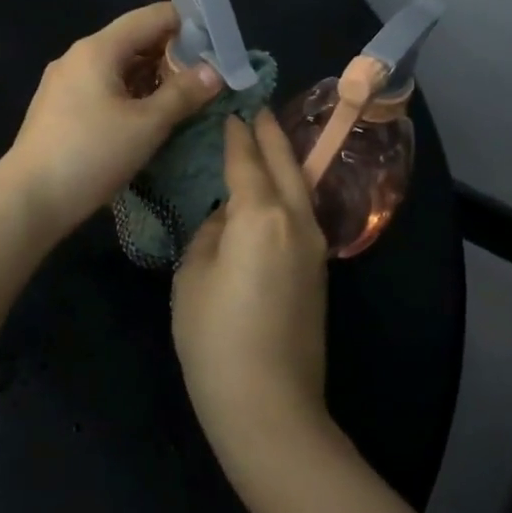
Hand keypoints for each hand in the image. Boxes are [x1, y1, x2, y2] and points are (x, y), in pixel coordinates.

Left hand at [1, 3, 223, 235]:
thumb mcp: (147, 125)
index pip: (151, 17)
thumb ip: (183, 94)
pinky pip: (102, 88)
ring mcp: (64, 83)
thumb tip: (215, 71)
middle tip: (207, 75)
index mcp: (98, 49)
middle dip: (171, 54)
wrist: (29, 199)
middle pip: (133, 40)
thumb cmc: (91, 154)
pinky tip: (146, 116)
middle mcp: (77, 57)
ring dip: (151, 77)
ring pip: (117, 67)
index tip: (218, 43)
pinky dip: (129, 93)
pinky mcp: (59, 108)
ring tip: (184, 97)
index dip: (188, 24)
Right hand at [172, 111, 330, 483]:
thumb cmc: (216, 337)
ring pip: (301, 189)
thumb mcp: (194, 275)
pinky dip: (288, 192)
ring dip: (284, 162)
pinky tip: (270, 194)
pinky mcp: (318, 273)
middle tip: (256, 109)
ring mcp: (314, 248)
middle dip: (271, 135)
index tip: (229, 109)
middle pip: (287, 165)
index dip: (236, 134)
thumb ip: (210, 233)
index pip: (248, 160)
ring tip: (265, 143)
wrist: (267, 403)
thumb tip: (227, 218)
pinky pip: (302, 215)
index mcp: (261, 215)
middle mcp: (297, 222)